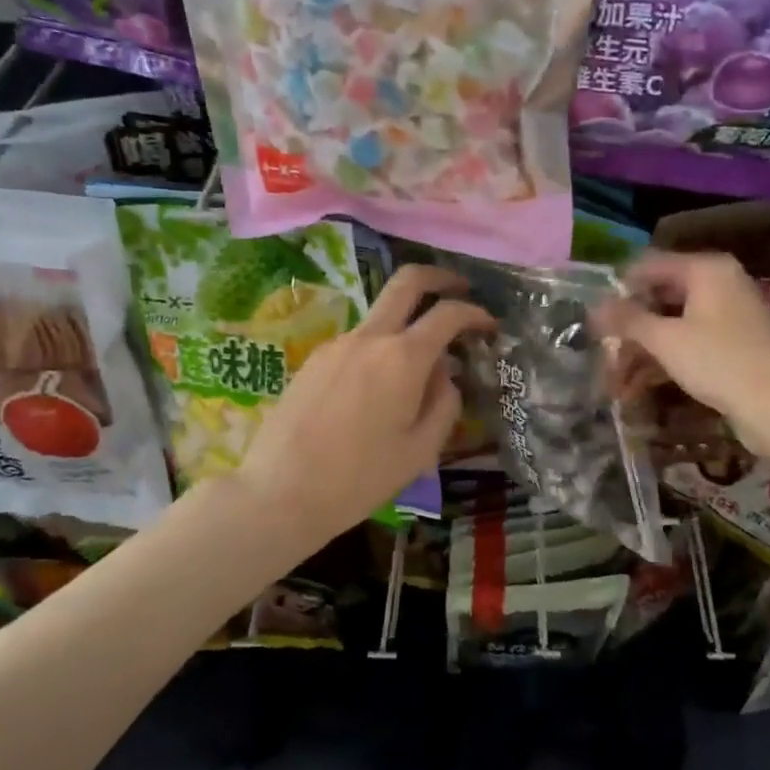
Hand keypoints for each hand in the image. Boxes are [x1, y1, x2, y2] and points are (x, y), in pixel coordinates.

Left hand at [233, 265, 492, 547]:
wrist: (279, 491)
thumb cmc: (360, 477)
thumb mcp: (420, 450)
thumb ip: (444, 404)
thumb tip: (443, 375)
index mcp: (403, 358)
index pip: (447, 313)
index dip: (475, 313)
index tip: (489, 324)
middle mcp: (370, 338)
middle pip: (407, 282)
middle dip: (439, 277)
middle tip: (460, 288)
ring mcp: (336, 344)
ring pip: (380, 315)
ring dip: (407, 321)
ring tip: (419, 365)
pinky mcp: (313, 359)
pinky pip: (358, 341)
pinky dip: (380, 347)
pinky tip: (379, 387)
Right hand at [598, 251, 769, 464]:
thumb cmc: (720, 362)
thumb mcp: (666, 340)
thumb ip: (628, 319)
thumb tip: (594, 305)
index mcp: (706, 270)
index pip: (649, 266)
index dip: (618, 290)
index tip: (593, 318)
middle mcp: (718, 285)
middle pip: (659, 298)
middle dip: (628, 329)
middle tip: (601, 354)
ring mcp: (726, 317)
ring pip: (670, 326)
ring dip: (641, 352)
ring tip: (614, 383)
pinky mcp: (730, 347)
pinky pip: (687, 345)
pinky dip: (662, 362)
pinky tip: (636, 389)